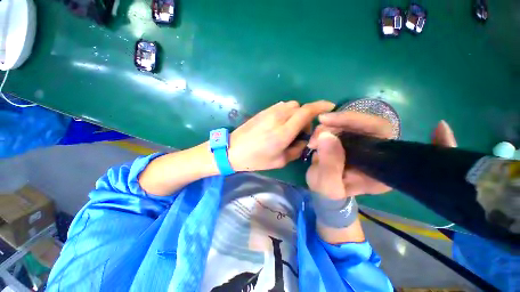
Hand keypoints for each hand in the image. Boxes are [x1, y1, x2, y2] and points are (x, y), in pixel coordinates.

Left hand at [229, 100, 334, 171]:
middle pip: (300, 107)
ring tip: (290, 128)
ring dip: (296, 114)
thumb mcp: (279, 161)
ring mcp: (269, 112)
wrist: (233, 150)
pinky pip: (280, 107)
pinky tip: (280, 124)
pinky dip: (286, 112)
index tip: (330, 106)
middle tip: (302, 131)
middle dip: (306, 116)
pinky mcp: (263, 111)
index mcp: (283, 132)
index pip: (306, 112)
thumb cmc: (255, 159)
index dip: (321, 106)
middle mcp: (278, 118)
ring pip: (291, 105)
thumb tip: (303, 141)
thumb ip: (296, 150)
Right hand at [306, 111, 456, 198]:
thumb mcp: (328, 186)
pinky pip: (343, 126)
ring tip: (313, 139)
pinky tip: (317, 132)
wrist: (324, 189)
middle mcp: (379, 154)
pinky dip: (329, 125)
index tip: (431, 125)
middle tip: (321, 124)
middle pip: (373, 126)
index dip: (397, 131)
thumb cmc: (329, 193)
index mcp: (384, 171)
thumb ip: (329, 166)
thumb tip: (326, 136)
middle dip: (344, 121)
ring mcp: (364, 144)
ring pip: (354, 123)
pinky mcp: (350, 139)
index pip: (399, 146)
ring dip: (332, 125)